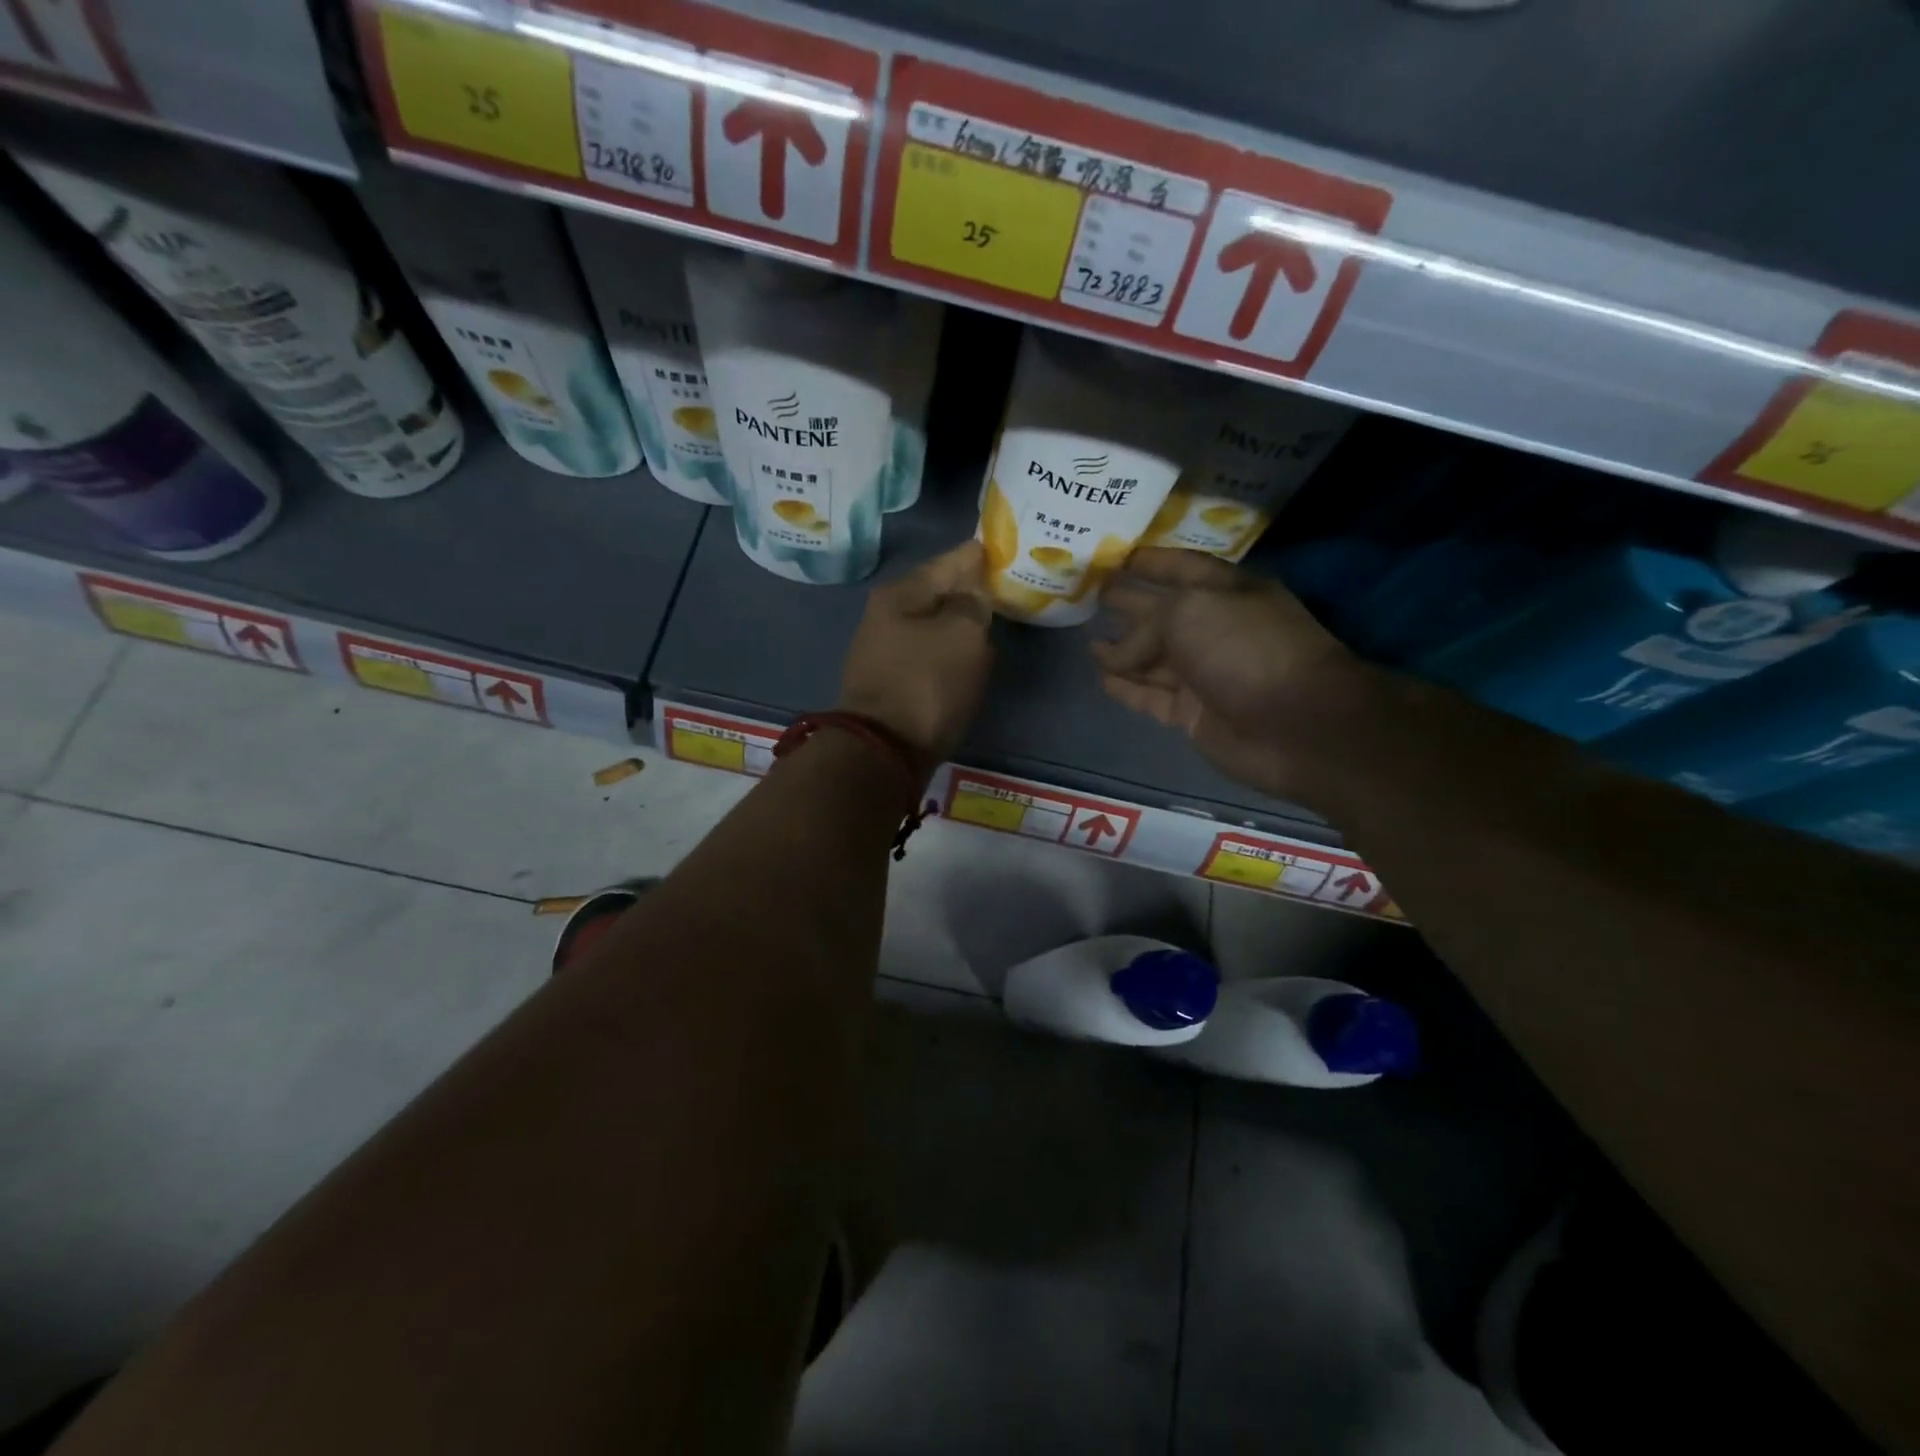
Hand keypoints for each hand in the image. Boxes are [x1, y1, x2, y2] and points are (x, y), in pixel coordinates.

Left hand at [839, 540, 993, 764]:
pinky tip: (970, 659)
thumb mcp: (963, 635)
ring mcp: (885, 651)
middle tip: (1004, 587)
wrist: (883, 751)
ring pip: (935, 626)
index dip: (979, 556)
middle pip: (939, 594)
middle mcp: (887, 616)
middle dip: (970, 591)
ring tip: (993, 621)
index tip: (1004, 549)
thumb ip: (974, 603)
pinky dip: (950, 653)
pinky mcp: (892, 683)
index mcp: (901, 593)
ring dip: (961, 625)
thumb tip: (974, 592)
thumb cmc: (926, 684)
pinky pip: (929, 656)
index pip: (950, 561)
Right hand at [1092, 547, 1367, 801]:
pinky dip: (1126, 687)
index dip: (1150, 562)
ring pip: (1152, 658)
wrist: (1294, 726)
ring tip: (1086, 640)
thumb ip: (1144, 625)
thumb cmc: (1246, 650)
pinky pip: (1150, 695)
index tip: (1115, 556)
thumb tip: (1114, 654)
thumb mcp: (1189, 612)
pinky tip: (1101, 677)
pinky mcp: (1192, 713)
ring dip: (1121, 650)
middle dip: (1128, 603)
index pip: (1181, 567)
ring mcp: (1203, 674)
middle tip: (1090, 596)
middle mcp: (1214, 629)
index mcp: (1225, 592)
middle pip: (1161, 613)